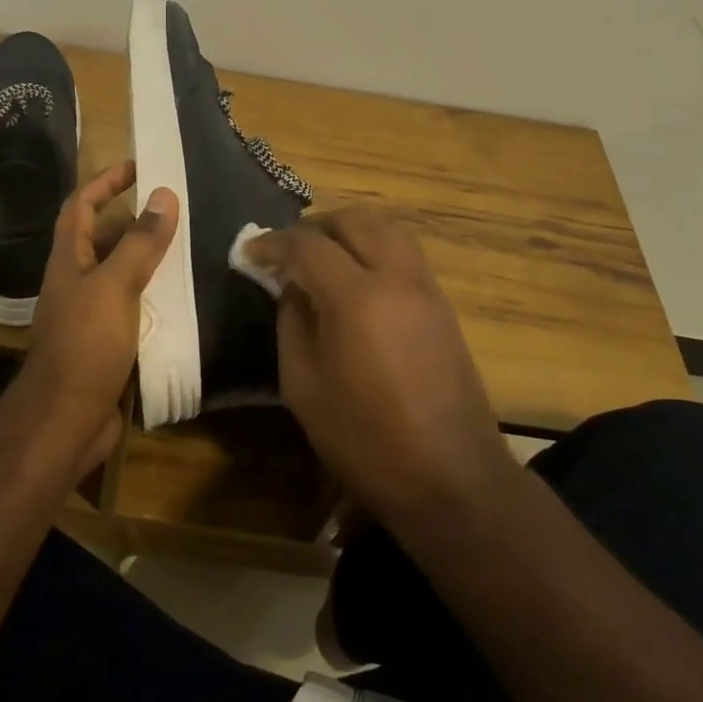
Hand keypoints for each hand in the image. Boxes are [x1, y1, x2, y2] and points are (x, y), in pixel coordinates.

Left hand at [20, 160, 178, 473]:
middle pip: (102, 238)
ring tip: (187, 249)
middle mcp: (76, 281)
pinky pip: (132, 307)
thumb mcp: (115, 286)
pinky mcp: (106, 343)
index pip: (80, 205)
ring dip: (147, 259)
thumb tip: (164, 194)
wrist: (65, 421)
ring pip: (120, 273)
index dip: (105, 181)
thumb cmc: (85, 345)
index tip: (138, 166)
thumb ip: (139, 242)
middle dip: (134, 222)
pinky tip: (181, 298)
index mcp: (69, 260)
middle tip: (175, 214)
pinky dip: (153, 296)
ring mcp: (90, 314)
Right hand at [252, 209, 512, 526]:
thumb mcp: (304, 386)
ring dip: (349, 232)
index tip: (249, 252)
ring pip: (386, 229)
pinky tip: (355, 280)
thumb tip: (291, 287)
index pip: (308, 245)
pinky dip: (374, 248)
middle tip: (287, 250)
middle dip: (314, 226)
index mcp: (357, 298)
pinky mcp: (443, 306)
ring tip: (321, 257)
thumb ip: (291, 323)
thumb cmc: (366, 440)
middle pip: (354, 220)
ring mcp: (427, 289)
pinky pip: (404, 253)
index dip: (273, 243)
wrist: (453, 480)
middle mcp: (397, 278)